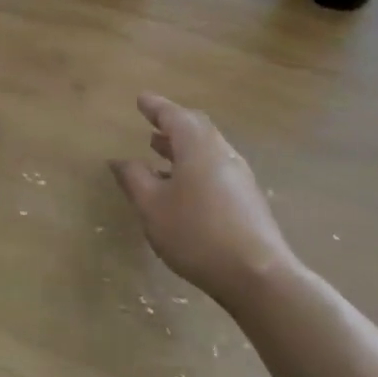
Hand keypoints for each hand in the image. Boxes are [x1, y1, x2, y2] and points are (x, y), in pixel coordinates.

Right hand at [110, 92, 295, 304]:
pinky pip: (215, 168)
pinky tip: (182, 186)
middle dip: (172, 123)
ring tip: (159, 150)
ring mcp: (239, 176)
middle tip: (152, 122)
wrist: (258, 276)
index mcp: (197, 146)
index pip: (174, 116)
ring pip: (207, 149)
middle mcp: (222, 153)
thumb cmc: (196, 234)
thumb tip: (119, 160)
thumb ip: (134, 178)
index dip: (155, 107)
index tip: (141, 99)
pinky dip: (194, 165)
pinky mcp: (247, 199)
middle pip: (196, 128)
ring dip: (182, 146)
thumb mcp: (152, 206)